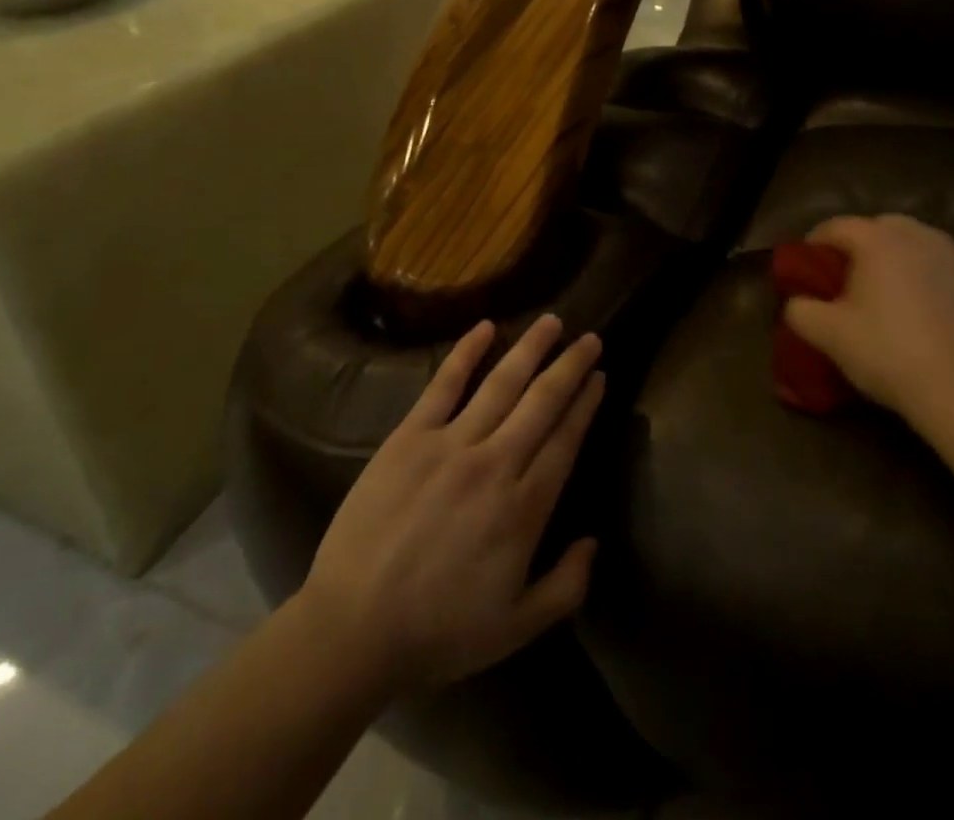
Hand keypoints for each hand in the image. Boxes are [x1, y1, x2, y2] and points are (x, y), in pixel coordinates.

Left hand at [298, 316, 604, 692]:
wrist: (354, 628)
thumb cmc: (438, 632)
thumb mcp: (515, 628)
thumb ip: (566, 586)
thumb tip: (594, 541)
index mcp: (524, 508)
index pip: (566, 441)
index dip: (585, 405)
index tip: (599, 377)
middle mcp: (496, 464)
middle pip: (542, 402)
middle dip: (570, 367)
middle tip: (589, 338)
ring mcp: (452, 444)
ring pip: (502, 384)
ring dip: (530, 349)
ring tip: (552, 321)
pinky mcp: (411, 436)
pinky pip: (443, 385)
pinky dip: (466, 353)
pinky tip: (486, 327)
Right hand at [783, 215, 953, 443]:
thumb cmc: (890, 355)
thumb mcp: (828, 336)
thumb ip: (800, 310)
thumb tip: (797, 302)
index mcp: (880, 240)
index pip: (836, 226)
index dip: (815, 243)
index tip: (806, 266)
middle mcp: (922, 236)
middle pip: (882, 228)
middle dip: (862, 247)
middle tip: (850, 279)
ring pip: (921, 247)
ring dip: (901, 262)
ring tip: (892, 296)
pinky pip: (950, 272)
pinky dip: (934, 282)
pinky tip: (931, 316)